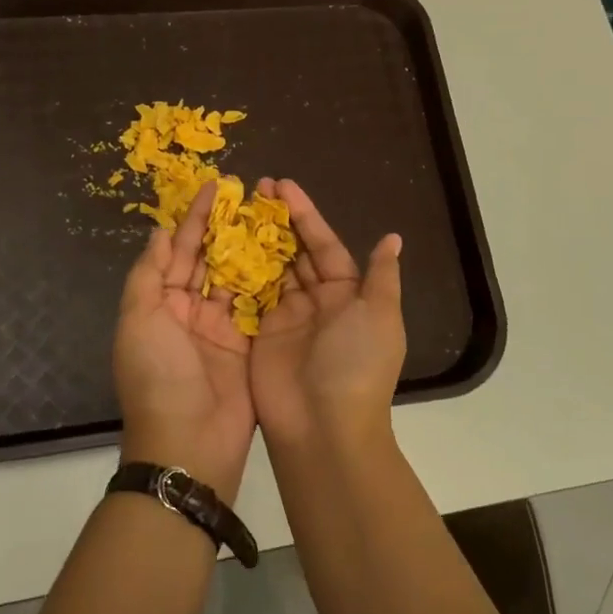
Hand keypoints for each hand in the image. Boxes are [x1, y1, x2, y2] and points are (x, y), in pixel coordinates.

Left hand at [113, 181, 255, 501]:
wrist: (188, 443)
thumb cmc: (158, 376)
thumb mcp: (139, 320)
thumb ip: (149, 274)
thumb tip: (160, 231)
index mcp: (161, 304)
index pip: (179, 251)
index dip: (196, 218)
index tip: (216, 186)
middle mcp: (191, 311)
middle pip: (210, 260)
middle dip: (227, 227)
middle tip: (251, 195)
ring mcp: (222, 328)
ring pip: (237, 277)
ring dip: (251, 249)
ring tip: (272, 216)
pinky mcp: (250, 344)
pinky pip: (259, 305)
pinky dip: (270, 280)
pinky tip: (287, 254)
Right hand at [249, 179, 404, 451]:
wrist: (325, 428)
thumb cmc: (356, 364)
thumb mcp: (380, 316)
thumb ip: (381, 276)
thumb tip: (392, 238)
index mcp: (347, 293)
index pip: (323, 244)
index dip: (304, 214)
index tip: (281, 185)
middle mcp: (316, 301)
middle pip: (294, 252)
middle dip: (275, 221)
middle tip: (252, 189)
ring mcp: (285, 318)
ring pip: (269, 269)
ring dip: (254, 241)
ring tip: (233, 210)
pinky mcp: (259, 335)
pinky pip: (247, 297)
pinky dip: (236, 273)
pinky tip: (219, 247)